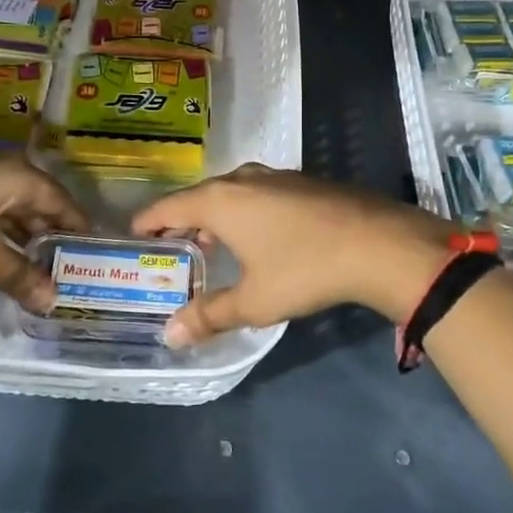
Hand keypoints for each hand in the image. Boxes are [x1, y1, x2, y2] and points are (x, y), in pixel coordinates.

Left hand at [0, 150, 88, 312]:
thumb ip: (20, 274)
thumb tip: (52, 301)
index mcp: (18, 174)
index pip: (62, 200)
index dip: (77, 226)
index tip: (90, 250)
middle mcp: (0, 165)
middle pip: (36, 201)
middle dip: (49, 232)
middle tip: (62, 263)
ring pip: (8, 204)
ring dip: (21, 233)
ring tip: (33, 263)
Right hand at [131, 164, 455, 345]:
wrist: (378, 243)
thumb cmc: (304, 269)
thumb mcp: (254, 300)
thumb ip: (210, 315)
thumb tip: (170, 335)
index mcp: (220, 201)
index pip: (169, 207)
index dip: (148, 222)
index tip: (134, 235)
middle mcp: (242, 180)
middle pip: (198, 196)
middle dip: (181, 220)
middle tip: (169, 246)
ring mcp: (275, 177)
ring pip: (230, 192)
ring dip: (214, 215)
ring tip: (209, 243)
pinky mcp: (302, 182)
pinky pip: (256, 193)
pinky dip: (243, 211)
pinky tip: (256, 236)